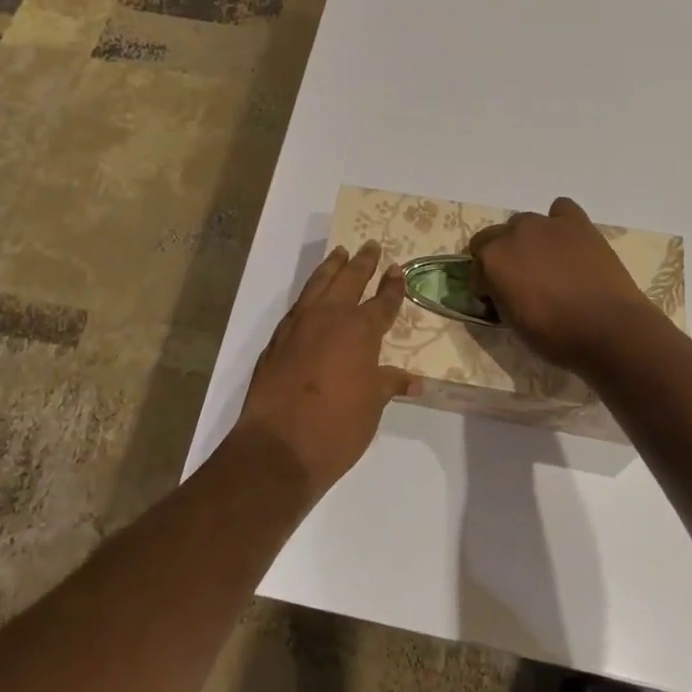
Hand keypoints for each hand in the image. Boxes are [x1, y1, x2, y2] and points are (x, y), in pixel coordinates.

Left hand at [229, 242, 416, 501]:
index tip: (397, 269)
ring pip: (319, 284)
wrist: (278, 445)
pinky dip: (309, 292)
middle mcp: (330, 318)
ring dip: (331, 267)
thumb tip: (413, 379)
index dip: (392, 286)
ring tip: (339, 252)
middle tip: (370, 245)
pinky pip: (298, 304)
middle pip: (350, 280)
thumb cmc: (337, 426)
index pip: (382, 302)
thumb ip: (389, 384)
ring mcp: (299, 325)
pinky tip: (312, 294)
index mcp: (360, 331)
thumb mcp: (372, 406)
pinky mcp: (277, 339)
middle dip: (362, 262)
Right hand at [469, 197, 666, 371]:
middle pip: (492, 238)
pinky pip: (560, 209)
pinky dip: (559, 222)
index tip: (496, 302)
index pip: (475, 269)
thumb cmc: (555, 336)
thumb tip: (502, 291)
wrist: (608, 329)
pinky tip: (566, 241)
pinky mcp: (576, 222)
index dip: (484, 287)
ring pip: (523, 223)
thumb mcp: (512, 323)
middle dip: (500, 258)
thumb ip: (500, 297)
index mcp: (491, 260)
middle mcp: (512, 234)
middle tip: (518, 282)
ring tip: (545, 263)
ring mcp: (545, 224)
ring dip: (526, 240)